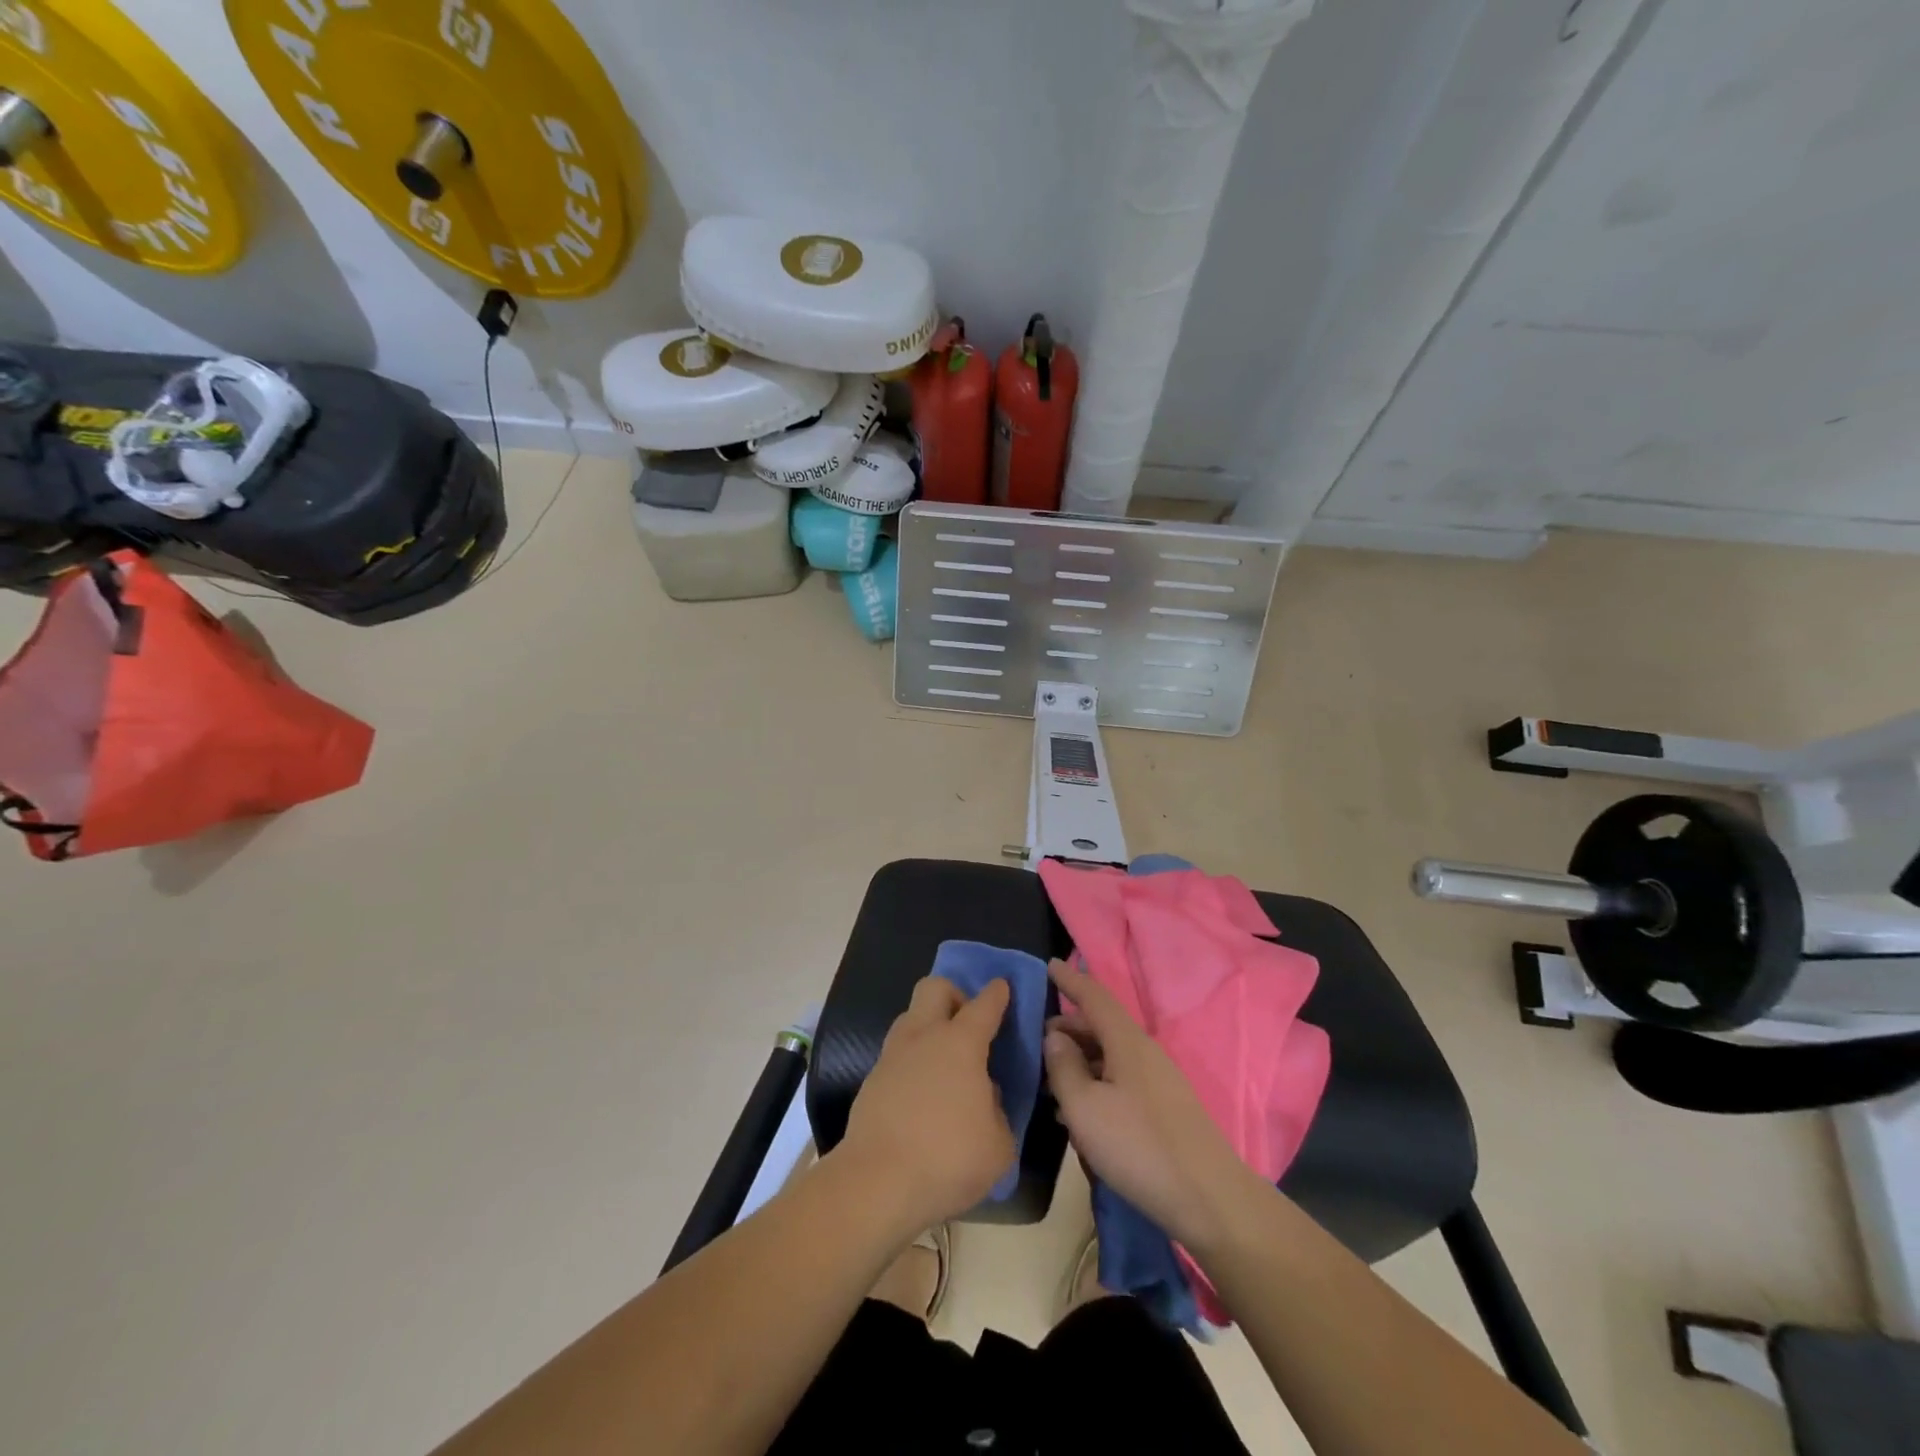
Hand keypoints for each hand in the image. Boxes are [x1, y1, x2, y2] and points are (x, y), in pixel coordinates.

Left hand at [836, 976, 1016, 1236]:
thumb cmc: (948, 1158)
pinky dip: (913, 1062)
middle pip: (934, 988)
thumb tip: (985, 1095)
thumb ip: (997, 1111)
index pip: (984, 1004)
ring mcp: (893, 1056)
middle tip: (967, 1025)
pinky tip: (923, 1094)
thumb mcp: (999, 1145)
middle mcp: (924, 1036)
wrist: (876, 1183)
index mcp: (961, 1043)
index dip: (997, 993)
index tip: (1002, 987)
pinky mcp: (871, 1080)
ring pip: (910, 1018)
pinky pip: (897, 1054)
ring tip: (945, 1063)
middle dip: (954, 995)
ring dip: (929, 1027)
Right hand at [1043, 959, 1257, 1252]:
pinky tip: (1077, 1114)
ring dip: (1078, 1062)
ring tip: (1048, 1081)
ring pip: (1109, 1057)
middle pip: (1100, 1027)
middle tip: (1036, 1042)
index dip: (1070, 980)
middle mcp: (1143, 1052)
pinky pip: (1119, 1082)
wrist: (1210, 1200)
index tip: (1049, 966)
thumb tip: (1054, 1037)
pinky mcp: (1162, 1110)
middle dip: (1067, 1028)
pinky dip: (1094, 1085)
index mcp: (1126, 1041)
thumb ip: (1063, 1068)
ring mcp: (1157, 1082)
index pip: (1094, 996)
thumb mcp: (1085, 1107)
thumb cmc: (1139, 1146)